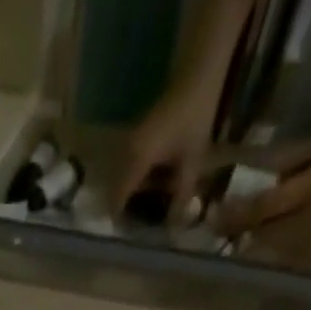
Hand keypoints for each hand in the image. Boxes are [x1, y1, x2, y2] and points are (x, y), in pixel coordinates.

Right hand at [116, 84, 219, 215]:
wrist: (196, 75)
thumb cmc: (195, 116)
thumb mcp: (192, 160)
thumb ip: (181, 195)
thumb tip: (174, 226)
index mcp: (136, 161)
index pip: (117, 199)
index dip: (120, 219)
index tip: (130, 233)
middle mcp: (124, 154)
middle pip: (114, 192)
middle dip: (123, 209)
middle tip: (139, 223)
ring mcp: (126, 145)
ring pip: (118, 181)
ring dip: (128, 195)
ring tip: (145, 207)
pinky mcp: (132, 140)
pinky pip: (125, 169)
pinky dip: (132, 181)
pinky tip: (149, 186)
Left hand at [214, 110, 310, 266]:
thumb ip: (285, 164)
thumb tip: (244, 186)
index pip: (263, 209)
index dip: (233, 215)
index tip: (211, 217)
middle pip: (265, 237)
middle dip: (247, 230)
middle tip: (233, 221)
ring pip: (276, 252)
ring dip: (264, 242)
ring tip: (261, 227)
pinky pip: (294, 258)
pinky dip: (284, 249)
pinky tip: (288, 235)